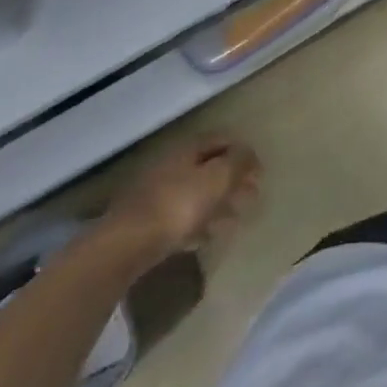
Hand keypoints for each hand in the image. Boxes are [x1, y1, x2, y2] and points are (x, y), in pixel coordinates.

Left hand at [101, 137, 260, 268]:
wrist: (126, 245)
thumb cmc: (180, 204)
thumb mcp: (219, 177)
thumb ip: (239, 161)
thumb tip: (249, 152)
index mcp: (187, 149)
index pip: (222, 140)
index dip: (244, 153)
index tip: (260, 172)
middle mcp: (170, 166)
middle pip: (208, 168)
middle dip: (232, 180)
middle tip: (251, 195)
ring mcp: (155, 195)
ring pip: (195, 194)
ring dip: (217, 204)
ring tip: (234, 219)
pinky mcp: (146, 223)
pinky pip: (180, 218)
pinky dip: (197, 223)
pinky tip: (207, 237)